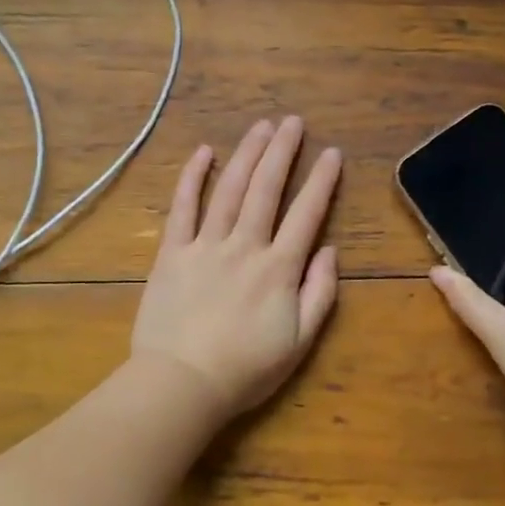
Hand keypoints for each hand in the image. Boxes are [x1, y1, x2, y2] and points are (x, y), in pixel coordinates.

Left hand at [132, 117, 342, 417]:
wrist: (182, 383)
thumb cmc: (245, 369)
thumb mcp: (299, 342)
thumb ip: (319, 293)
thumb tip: (330, 250)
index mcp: (278, 268)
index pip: (306, 213)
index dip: (321, 181)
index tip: (331, 153)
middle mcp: (244, 246)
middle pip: (267, 188)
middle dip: (282, 151)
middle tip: (293, 122)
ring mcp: (205, 245)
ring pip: (230, 189)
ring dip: (247, 153)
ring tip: (261, 126)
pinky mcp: (173, 252)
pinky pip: (183, 207)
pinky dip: (193, 177)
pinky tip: (204, 152)